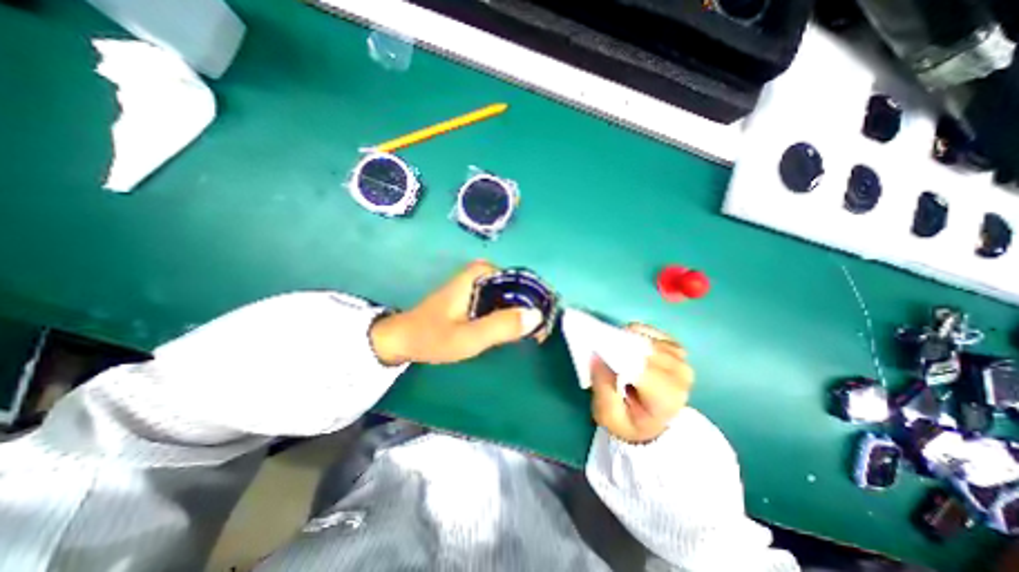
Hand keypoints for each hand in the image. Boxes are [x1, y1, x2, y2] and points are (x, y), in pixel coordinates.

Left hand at [368, 260, 544, 364]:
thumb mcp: (468, 337)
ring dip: (522, 313)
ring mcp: (479, 284)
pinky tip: (514, 331)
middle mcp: (482, 273)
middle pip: (518, 287)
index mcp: (481, 274)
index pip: (521, 281)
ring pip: (511, 295)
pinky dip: (510, 315)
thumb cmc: (432, 337)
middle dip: (531, 309)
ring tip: (532, 335)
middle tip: (538, 334)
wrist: (404, 340)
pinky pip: (502, 302)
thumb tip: (536, 316)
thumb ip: (500, 326)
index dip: (537, 301)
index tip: (543, 325)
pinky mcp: (476, 296)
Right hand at [589, 324, 691, 443]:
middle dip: (619, 345)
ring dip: (626, 341)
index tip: (597, 348)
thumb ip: (602, 386)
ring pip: (645, 337)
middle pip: (643, 347)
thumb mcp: (607, 415)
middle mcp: (679, 374)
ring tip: (616, 355)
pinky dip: (634, 334)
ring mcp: (680, 359)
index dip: (617, 352)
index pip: (640, 364)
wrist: (652, 424)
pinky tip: (629, 348)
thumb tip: (597, 355)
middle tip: (601, 351)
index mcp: (665, 396)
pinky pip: (649, 331)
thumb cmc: (629, 421)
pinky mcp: (675, 348)